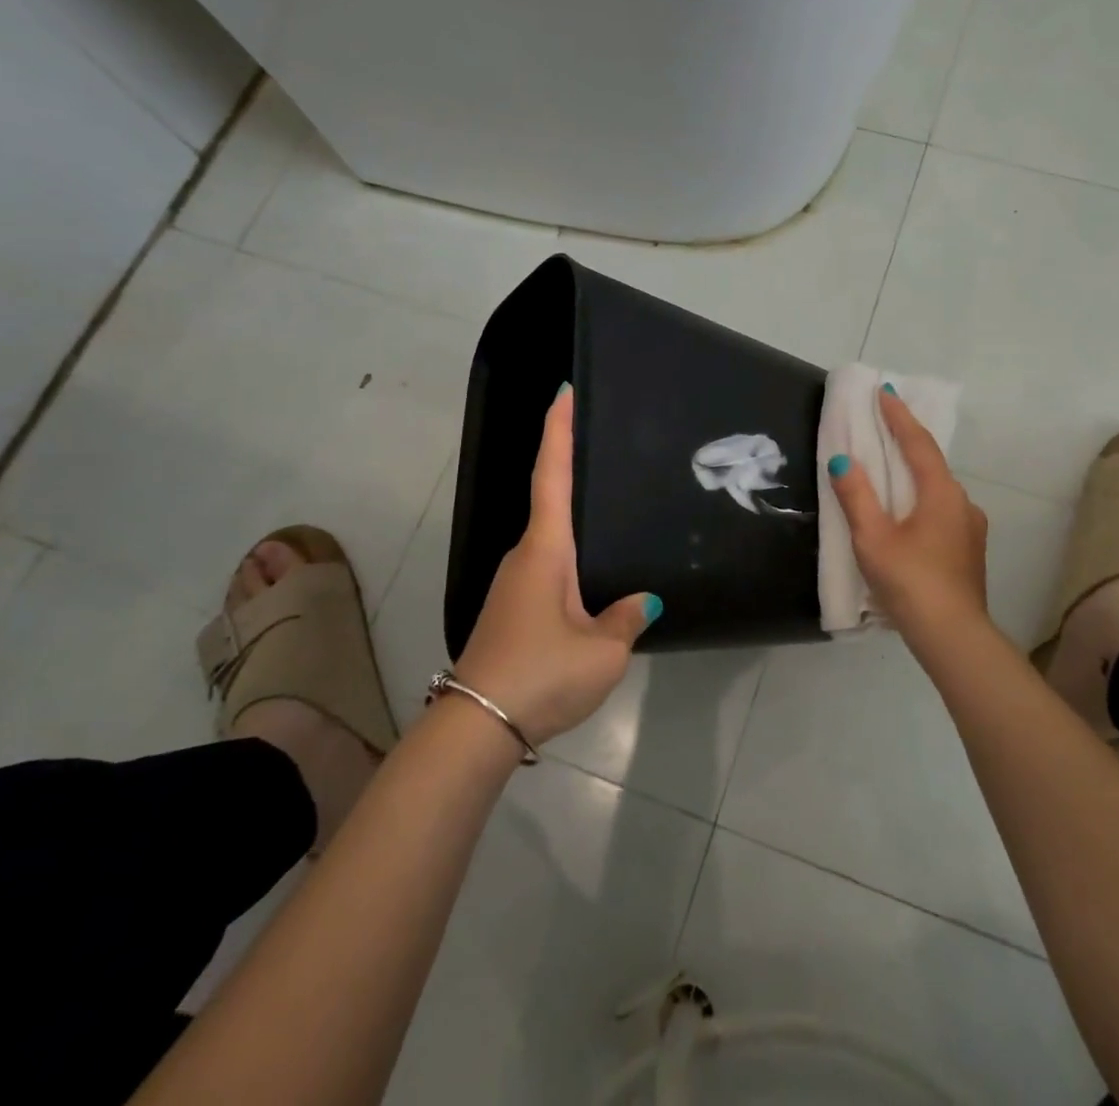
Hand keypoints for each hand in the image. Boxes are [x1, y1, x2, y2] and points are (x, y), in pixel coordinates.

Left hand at [453, 386, 658, 746]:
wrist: (476, 726)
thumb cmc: (541, 674)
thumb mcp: (601, 651)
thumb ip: (625, 619)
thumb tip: (642, 601)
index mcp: (546, 551)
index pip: (553, 476)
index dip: (558, 432)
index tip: (563, 393)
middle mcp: (524, 557)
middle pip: (549, 500)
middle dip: (570, 468)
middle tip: (606, 446)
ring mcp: (513, 584)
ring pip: (550, 540)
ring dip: (574, 522)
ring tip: (612, 512)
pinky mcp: (511, 610)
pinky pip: (547, 569)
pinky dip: (569, 558)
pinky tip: (592, 578)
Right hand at [828, 390, 990, 647]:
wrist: (952, 636)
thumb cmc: (910, 581)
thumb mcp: (873, 538)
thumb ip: (856, 496)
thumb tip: (843, 460)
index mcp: (940, 493)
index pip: (918, 443)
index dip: (899, 417)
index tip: (885, 392)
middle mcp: (962, 503)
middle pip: (931, 463)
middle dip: (907, 442)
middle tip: (883, 424)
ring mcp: (970, 528)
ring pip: (938, 490)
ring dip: (914, 474)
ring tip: (890, 470)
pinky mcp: (968, 550)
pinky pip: (941, 511)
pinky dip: (921, 500)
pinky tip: (907, 515)